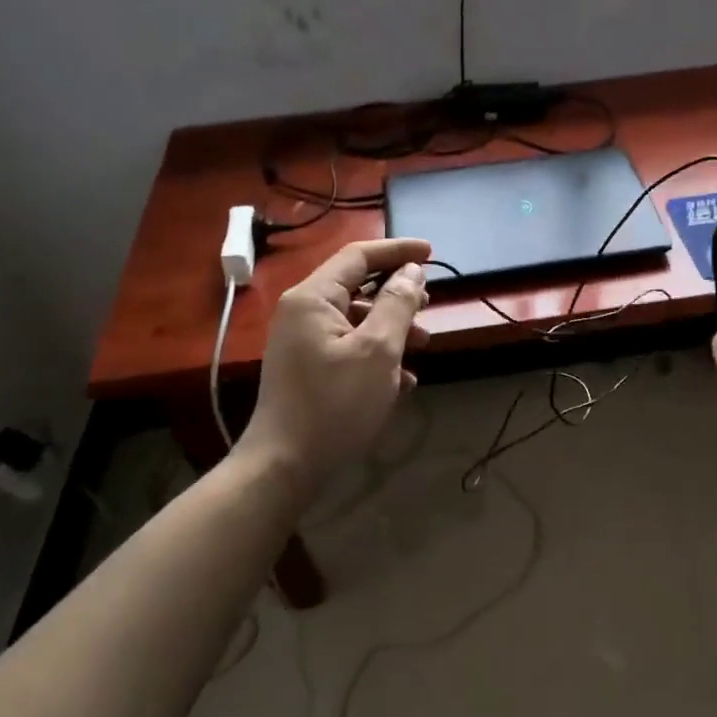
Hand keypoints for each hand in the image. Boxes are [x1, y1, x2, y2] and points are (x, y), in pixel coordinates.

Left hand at [240, 238, 432, 488]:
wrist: (285, 466)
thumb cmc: (335, 404)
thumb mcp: (378, 351)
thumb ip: (397, 304)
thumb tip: (411, 272)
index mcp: (314, 298)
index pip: (358, 256)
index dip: (397, 250)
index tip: (431, 252)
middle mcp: (303, 312)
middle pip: (358, 286)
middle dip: (397, 293)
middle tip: (429, 305)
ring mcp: (303, 341)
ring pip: (357, 319)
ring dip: (393, 328)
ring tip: (424, 345)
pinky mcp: (309, 368)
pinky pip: (349, 346)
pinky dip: (378, 354)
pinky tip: (403, 380)